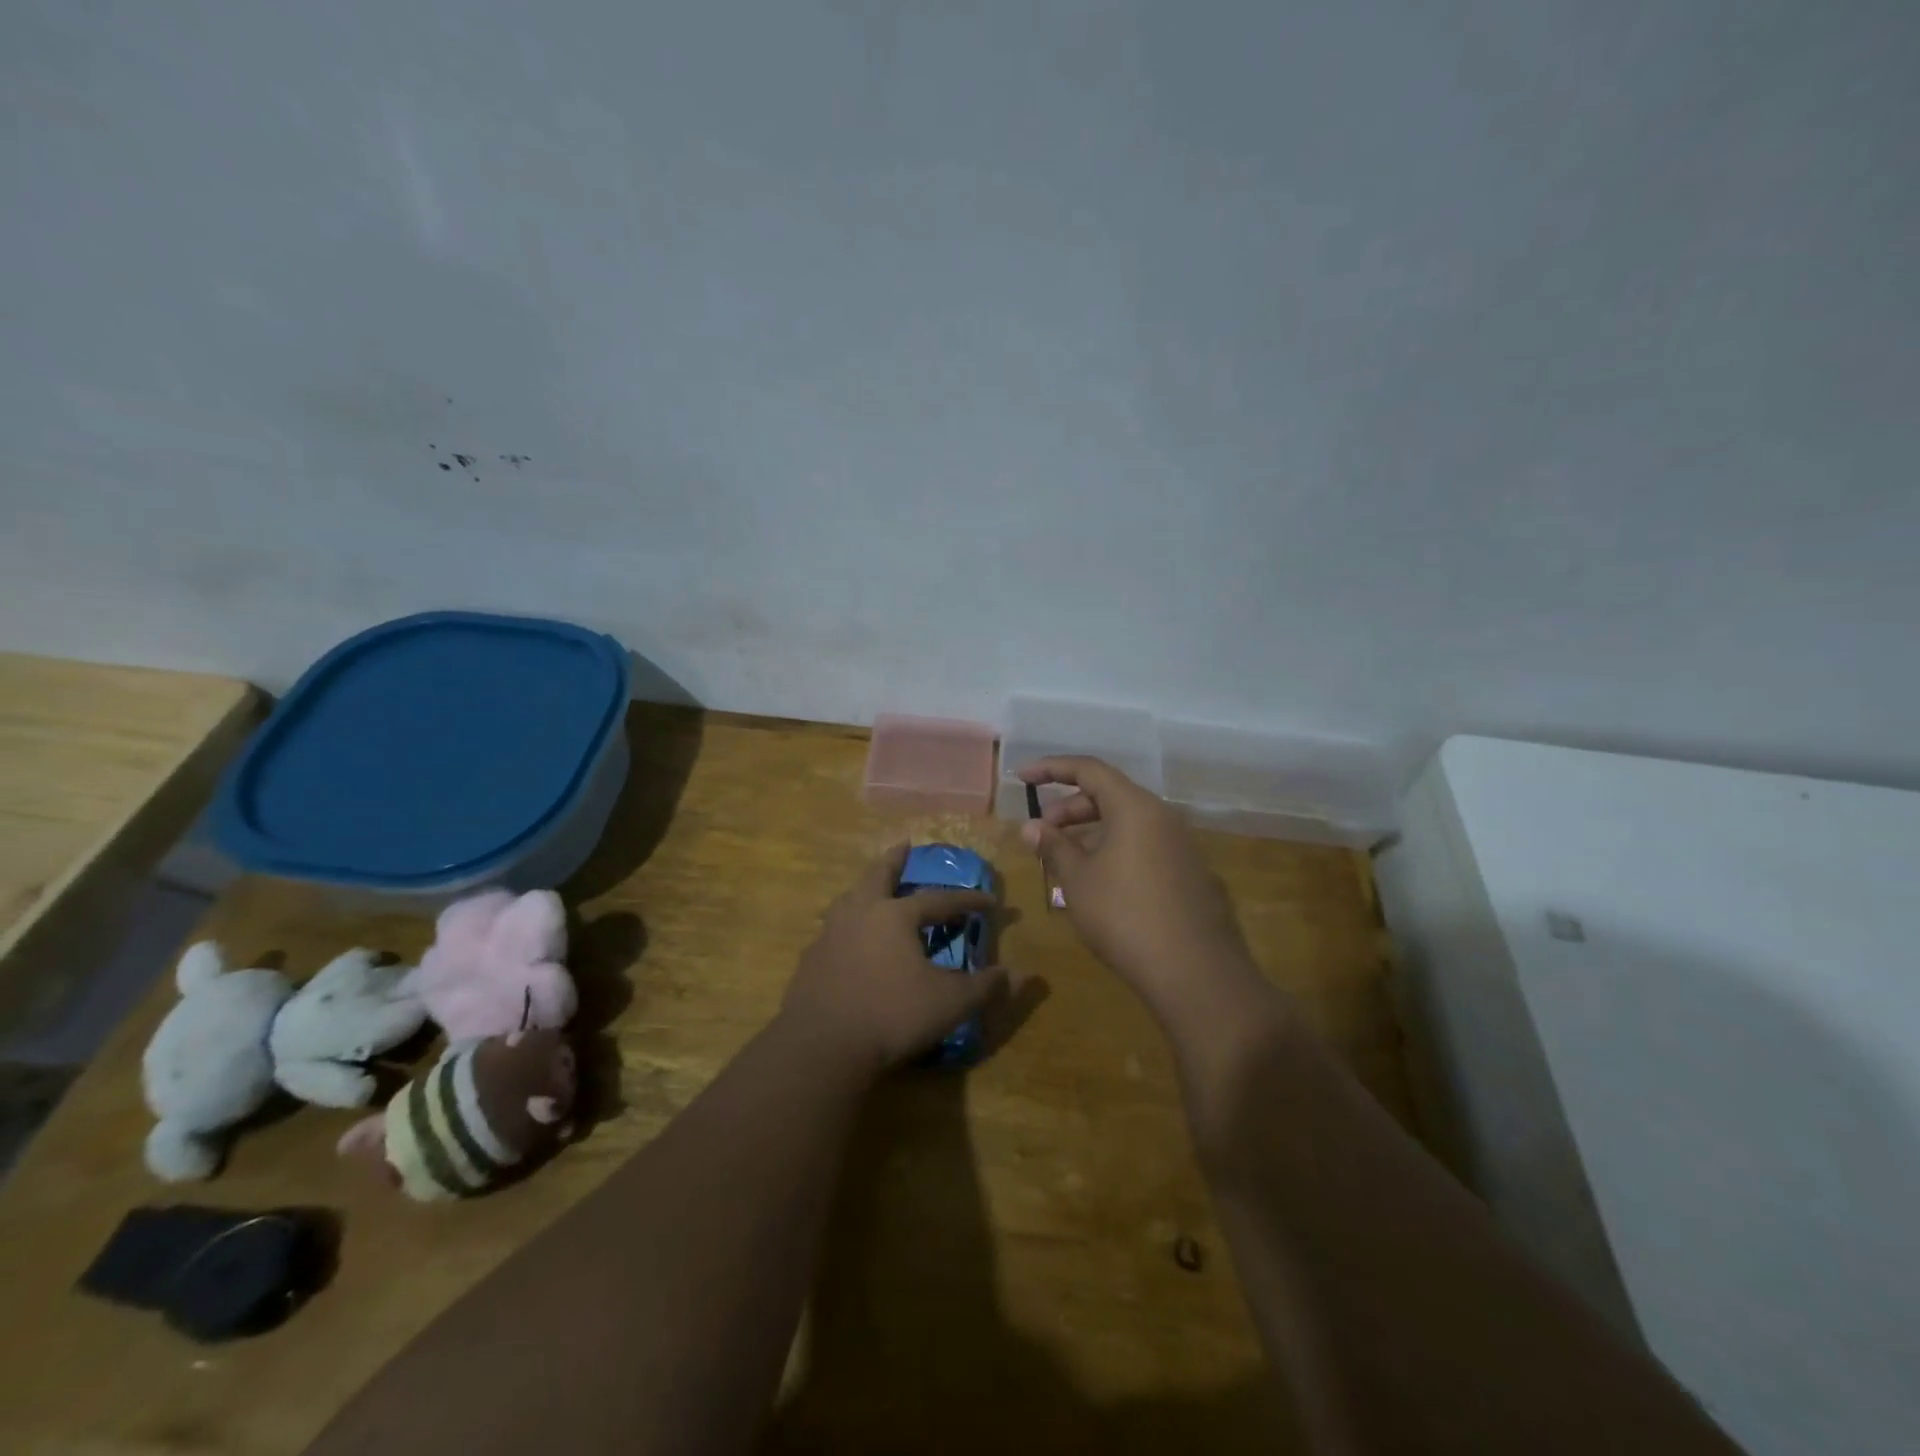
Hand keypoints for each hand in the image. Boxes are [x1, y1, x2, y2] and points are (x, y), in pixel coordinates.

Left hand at [780, 844, 1010, 1072]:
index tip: (991, 901)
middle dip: (894, 860)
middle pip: (878, 876)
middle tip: (904, 845)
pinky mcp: (810, 961)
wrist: (822, 1047)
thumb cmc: (892, 1015)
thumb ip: (985, 987)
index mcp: (894, 916)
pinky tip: (849, 941)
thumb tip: (1021, 976)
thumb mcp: (949, 1003)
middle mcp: (859, 914)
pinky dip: (847, 927)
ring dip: (865, 889)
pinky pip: (833, 932)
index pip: (939, 900)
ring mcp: (830, 935)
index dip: (968, 900)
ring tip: (872, 889)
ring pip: (849, 899)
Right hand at [1020, 757, 1257, 1020]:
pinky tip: (1099, 882)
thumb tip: (1031, 826)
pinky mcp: (1190, 873)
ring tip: (1065, 860)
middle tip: (1042, 833)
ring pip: (1128, 823)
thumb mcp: (1078, 880)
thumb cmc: (1125, 916)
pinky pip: (1144, 845)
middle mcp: (1163, 817)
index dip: (1051, 768)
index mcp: (1135, 807)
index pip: (1089, 769)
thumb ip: (1053, 846)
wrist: (1195, 972)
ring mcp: (1181, 845)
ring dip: (1091, 832)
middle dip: (1069, 808)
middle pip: (1109, 795)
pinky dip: (1115, 850)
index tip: (1022, 777)